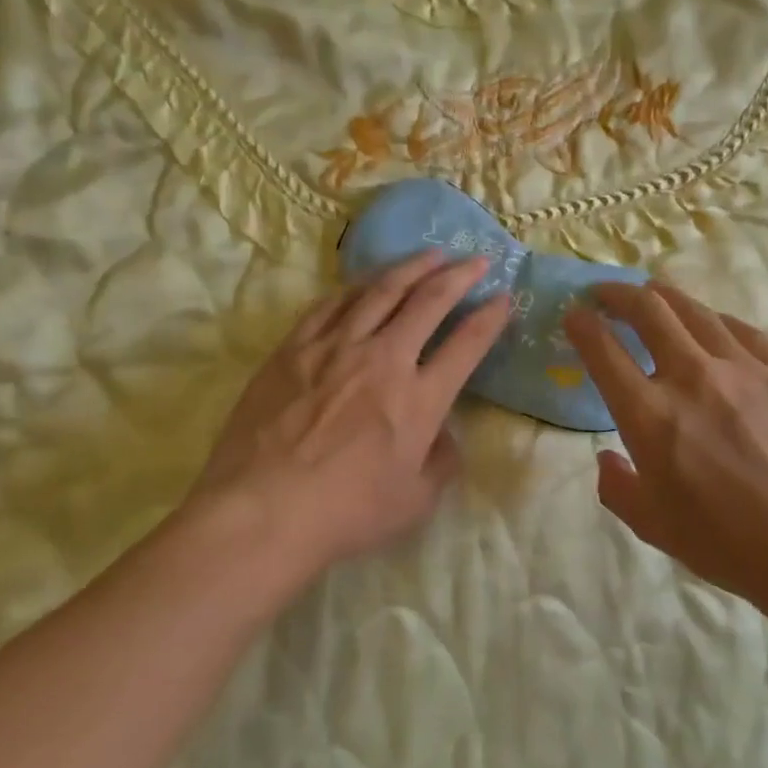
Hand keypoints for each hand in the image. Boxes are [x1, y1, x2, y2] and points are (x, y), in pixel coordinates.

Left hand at [182, 252, 509, 573]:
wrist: (261, 512)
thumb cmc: (346, 513)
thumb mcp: (416, 502)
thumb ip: (442, 461)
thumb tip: (445, 433)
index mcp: (420, 399)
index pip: (467, 344)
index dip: (491, 317)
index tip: (505, 298)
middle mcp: (384, 359)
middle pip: (429, 301)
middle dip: (459, 276)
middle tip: (477, 259)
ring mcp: (335, 348)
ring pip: (380, 291)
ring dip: (411, 268)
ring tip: (430, 254)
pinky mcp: (293, 349)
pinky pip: (330, 305)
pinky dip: (355, 287)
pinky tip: (364, 281)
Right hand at [564, 284, 767, 613]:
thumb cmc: (723, 542)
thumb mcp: (650, 525)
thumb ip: (616, 486)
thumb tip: (608, 457)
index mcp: (650, 415)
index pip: (603, 350)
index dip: (582, 325)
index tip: (575, 316)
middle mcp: (692, 377)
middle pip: (648, 310)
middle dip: (618, 293)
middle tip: (606, 294)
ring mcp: (743, 368)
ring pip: (696, 310)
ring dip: (665, 297)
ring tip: (653, 296)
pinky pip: (743, 331)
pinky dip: (716, 321)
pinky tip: (713, 325)